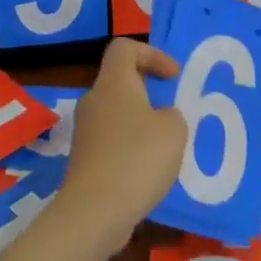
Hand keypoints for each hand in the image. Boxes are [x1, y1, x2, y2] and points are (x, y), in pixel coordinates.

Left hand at [57, 38, 188, 245]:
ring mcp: (86, 132)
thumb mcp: (174, 129)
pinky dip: (133, 147)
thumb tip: (161, 118)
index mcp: (113, 84)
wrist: (96, 212)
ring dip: (143, 122)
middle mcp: (94, 101)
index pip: (125, 48)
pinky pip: (113, 141)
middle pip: (121, 81)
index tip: (174, 78)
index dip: (152, 54)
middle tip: (175, 112)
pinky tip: (151, 170)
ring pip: (118, 114)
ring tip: (168, 144)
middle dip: (150, 92)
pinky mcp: (86, 159)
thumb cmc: (138, 159)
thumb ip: (173, 114)